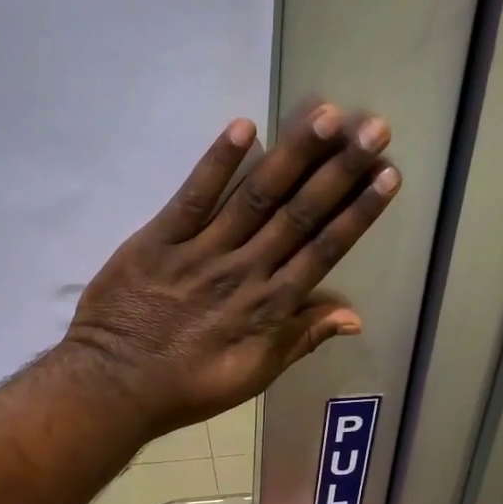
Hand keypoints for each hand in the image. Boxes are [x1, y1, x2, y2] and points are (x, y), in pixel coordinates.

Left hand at [63, 104, 398, 434]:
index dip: (358, 212)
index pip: (324, 250)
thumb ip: (301, 340)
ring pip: (255, 197)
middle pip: (299, 214)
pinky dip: (217, 163)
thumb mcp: (253, 376)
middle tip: (374, 128)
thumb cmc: (188, 387)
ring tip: (326, 116)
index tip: (387, 175)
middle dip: (340, 170)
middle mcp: (245, 271)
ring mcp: (202, 252)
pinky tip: (244, 127)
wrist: (115, 386)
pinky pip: (193, 197)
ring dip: (292, 155)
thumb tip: (354, 316)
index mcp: (269, 307)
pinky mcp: (159, 240)